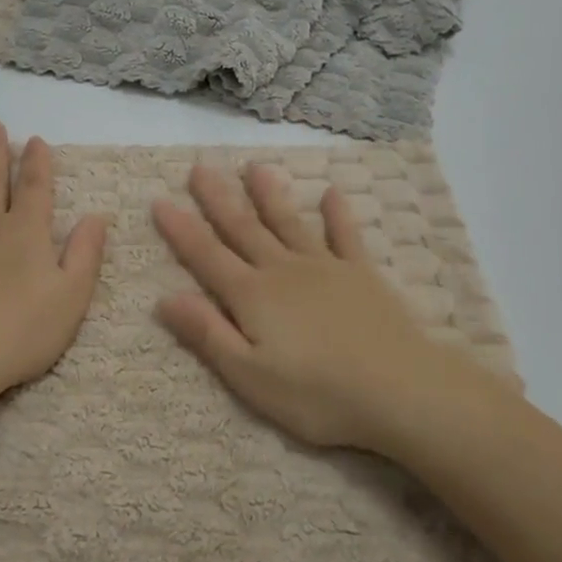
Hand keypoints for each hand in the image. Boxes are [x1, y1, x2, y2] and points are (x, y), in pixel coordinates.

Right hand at [153, 164, 495, 451]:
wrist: (400, 390)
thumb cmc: (318, 394)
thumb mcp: (250, 376)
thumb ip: (208, 333)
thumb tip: (164, 298)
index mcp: (253, 296)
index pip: (207, 256)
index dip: (181, 230)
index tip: (160, 200)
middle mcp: (283, 271)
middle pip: (244, 229)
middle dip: (219, 199)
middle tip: (200, 167)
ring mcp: (325, 268)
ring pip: (289, 223)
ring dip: (269, 194)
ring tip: (255, 167)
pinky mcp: (361, 274)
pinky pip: (345, 236)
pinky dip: (337, 214)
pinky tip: (332, 192)